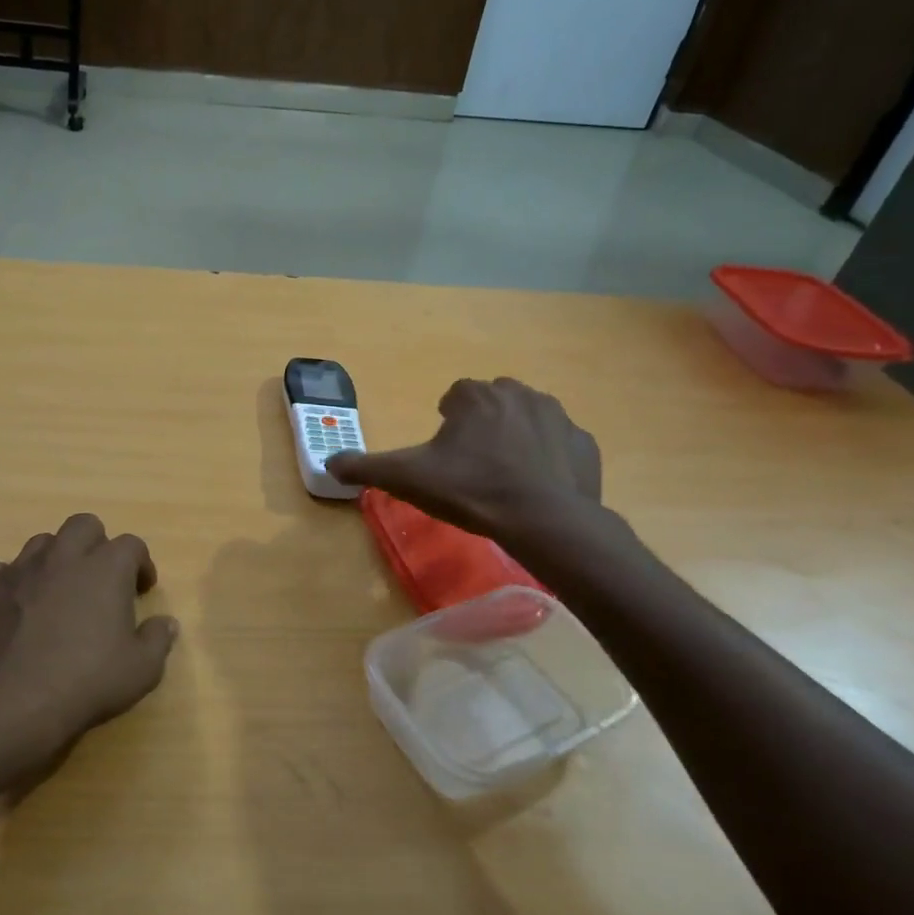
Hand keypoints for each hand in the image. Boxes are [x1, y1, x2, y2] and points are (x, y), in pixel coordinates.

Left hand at [0, 513, 178, 790]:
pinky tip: (15, 606)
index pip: (132, 545)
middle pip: (84, 525)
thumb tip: (166, 623)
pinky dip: (12, 581)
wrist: (2, 704)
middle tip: (100, 579)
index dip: (141, 564)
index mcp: (105, 568)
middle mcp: (63, 557)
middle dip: (97, 545)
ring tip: (58, 591)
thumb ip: (157, 640)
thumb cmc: (82, 684)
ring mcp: (19, 569)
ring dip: (56, 558)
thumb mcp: (139, 672)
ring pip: (42, 542)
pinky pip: (0, 569)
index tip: (142, 589)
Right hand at [325, 378, 602, 546]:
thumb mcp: (407, 479)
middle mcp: (518, 394)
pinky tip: (537, 486)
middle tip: (472, 464)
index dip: (446, 421)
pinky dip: (549, 457)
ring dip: (515, 436)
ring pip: (528, 417)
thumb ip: (365, 467)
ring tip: (504, 475)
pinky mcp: (585, 443)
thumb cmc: (471, 490)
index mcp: (475, 397)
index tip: (444, 452)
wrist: (543, 520)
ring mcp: (558, 416)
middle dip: (482, 424)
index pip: (454, 395)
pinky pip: (560, 443)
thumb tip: (328, 463)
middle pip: (492, 401)